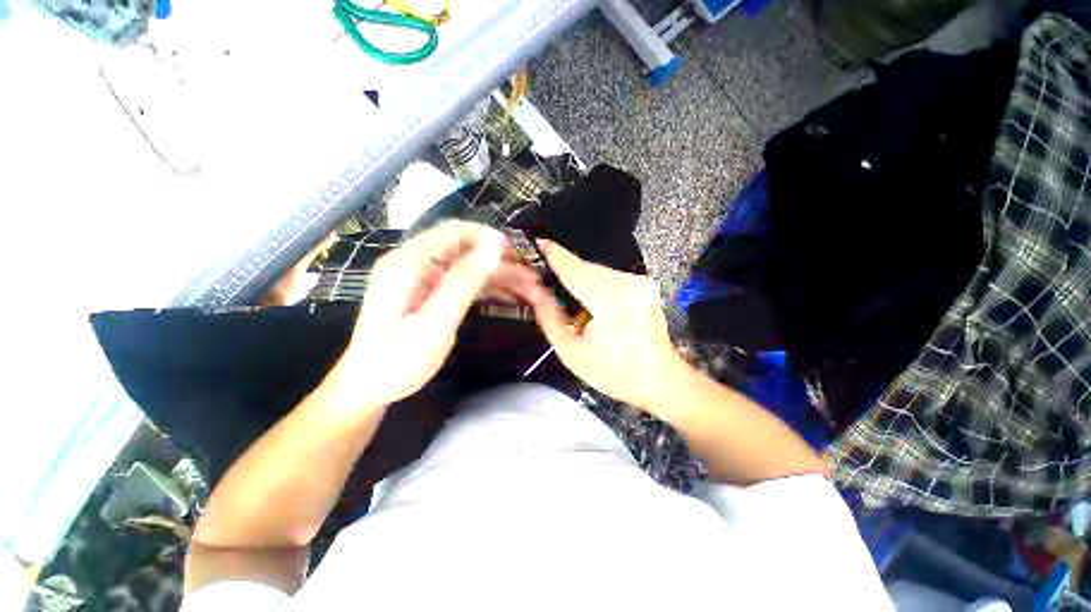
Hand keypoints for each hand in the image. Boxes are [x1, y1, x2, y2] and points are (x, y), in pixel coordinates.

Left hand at [336, 221, 537, 407]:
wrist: (367, 389)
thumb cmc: (398, 360)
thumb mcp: (436, 321)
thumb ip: (464, 281)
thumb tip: (493, 245)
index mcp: (409, 262)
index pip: (455, 231)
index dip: (489, 238)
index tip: (518, 254)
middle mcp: (414, 263)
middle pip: (465, 250)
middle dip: (500, 261)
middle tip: (531, 277)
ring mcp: (421, 279)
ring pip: (468, 267)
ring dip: (498, 276)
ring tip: (529, 289)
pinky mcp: (427, 294)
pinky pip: (462, 283)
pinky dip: (486, 289)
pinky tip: (508, 297)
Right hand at [523, 241, 690, 410]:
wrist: (660, 379)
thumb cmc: (614, 372)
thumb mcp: (571, 352)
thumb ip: (549, 318)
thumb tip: (535, 291)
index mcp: (610, 300)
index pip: (574, 270)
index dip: (554, 255)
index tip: (537, 243)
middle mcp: (627, 283)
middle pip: (585, 268)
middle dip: (564, 270)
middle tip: (544, 278)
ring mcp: (639, 282)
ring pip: (597, 271)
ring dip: (579, 278)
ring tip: (567, 295)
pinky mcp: (644, 285)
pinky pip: (610, 277)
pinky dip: (594, 283)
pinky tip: (590, 301)